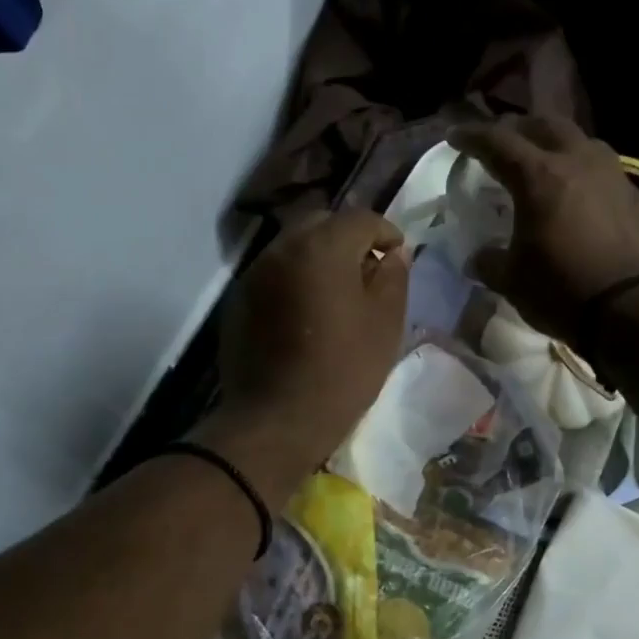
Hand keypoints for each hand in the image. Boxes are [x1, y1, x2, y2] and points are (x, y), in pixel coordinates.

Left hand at [199, 208, 409, 504]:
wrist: (276, 420)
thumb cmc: (342, 371)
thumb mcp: (385, 324)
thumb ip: (394, 277)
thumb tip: (394, 252)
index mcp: (322, 247)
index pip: (361, 218)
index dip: (386, 232)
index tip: (398, 256)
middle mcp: (282, 248)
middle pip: (322, 223)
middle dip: (348, 238)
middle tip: (368, 270)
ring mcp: (255, 273)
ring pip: (294, 246)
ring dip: (319, 257)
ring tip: (338, 291)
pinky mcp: (239, 300)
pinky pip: (275, 273)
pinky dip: (295, 279)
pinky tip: (307, 312)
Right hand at [447, 116, 638, 343]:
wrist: (637, 308)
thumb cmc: (563, 290)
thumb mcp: (513, 281)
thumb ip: (490, 263)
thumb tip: (479, 258)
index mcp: (539, 177)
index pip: (498, 142)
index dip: (472, 136)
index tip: (455, 136)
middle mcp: (578, 163)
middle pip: (545, 125)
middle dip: (518, 128)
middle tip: (502, 141)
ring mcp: (613, 176)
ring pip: (580, 141)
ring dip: (556, 143)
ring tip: (544, 160)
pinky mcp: (637, 197)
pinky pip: (604, 170)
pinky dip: (582, 172)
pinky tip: (579, 194)